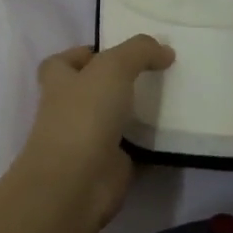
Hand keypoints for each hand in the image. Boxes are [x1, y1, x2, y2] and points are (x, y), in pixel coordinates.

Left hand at [15, 36, 174, 229]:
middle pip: (89, 91)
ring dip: (135, 112)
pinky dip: (149, 143)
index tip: (115, 51)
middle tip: (152, 72)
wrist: (77, 182)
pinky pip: (132, 149)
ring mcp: (87, 141)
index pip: (61, 63)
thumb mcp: (113, 67)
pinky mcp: (108, 167)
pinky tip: (174, 131)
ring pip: (112, 120)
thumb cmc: (84, 115)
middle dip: (116, 83)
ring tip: (170, 96)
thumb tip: (165, 51)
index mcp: (58, 83)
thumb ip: (139, 51)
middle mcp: (68, 111)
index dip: (82, 55)